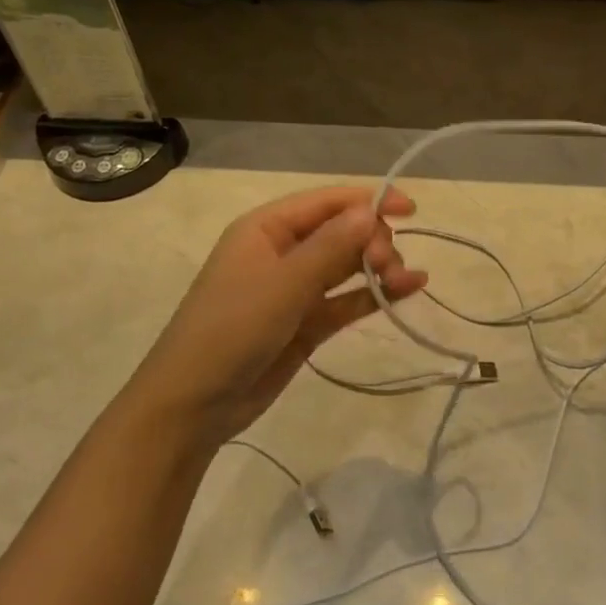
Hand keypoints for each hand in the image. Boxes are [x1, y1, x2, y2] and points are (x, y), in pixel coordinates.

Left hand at [135, 187, 426, 446]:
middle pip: (341, 231)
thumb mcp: (284, 283)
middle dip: (373, 241)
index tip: (412, 210)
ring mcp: (295, 288)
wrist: (193, 404)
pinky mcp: (306, 322)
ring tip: (404, 281)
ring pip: (347, 265)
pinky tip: (407, 290)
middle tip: (389, 266)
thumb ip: (331, 246)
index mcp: (267, 227)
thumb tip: (371, 209)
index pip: (327, 202)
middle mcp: (283, 250)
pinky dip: (373, 294)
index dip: (369, 200)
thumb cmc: (232, 329)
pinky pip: (346, 299)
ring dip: (379, 267)